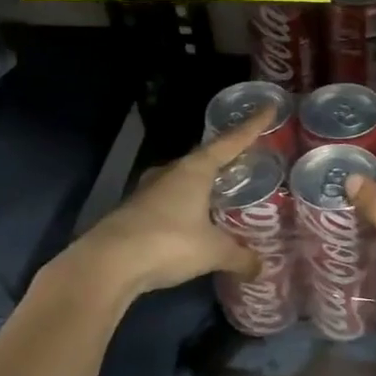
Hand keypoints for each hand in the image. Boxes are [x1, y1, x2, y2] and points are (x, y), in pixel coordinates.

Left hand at [47, 109, 271, 306]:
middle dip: (226, 158)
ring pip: (184, 180)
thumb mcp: (213, 252)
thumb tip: (260, 268)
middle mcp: (171, 173)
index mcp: (194, 170)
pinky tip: (195, 220)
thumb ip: (240, 257)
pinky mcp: (135, 213)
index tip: (269, 107)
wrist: (106, 266)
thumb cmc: (167, 243)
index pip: (230, 142)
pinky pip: (170, 202)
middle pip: (204, 158)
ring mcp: (148, 192)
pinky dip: (187, 206)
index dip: (252, 126)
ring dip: (203, 184)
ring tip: (223, 192)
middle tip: (247, 160)